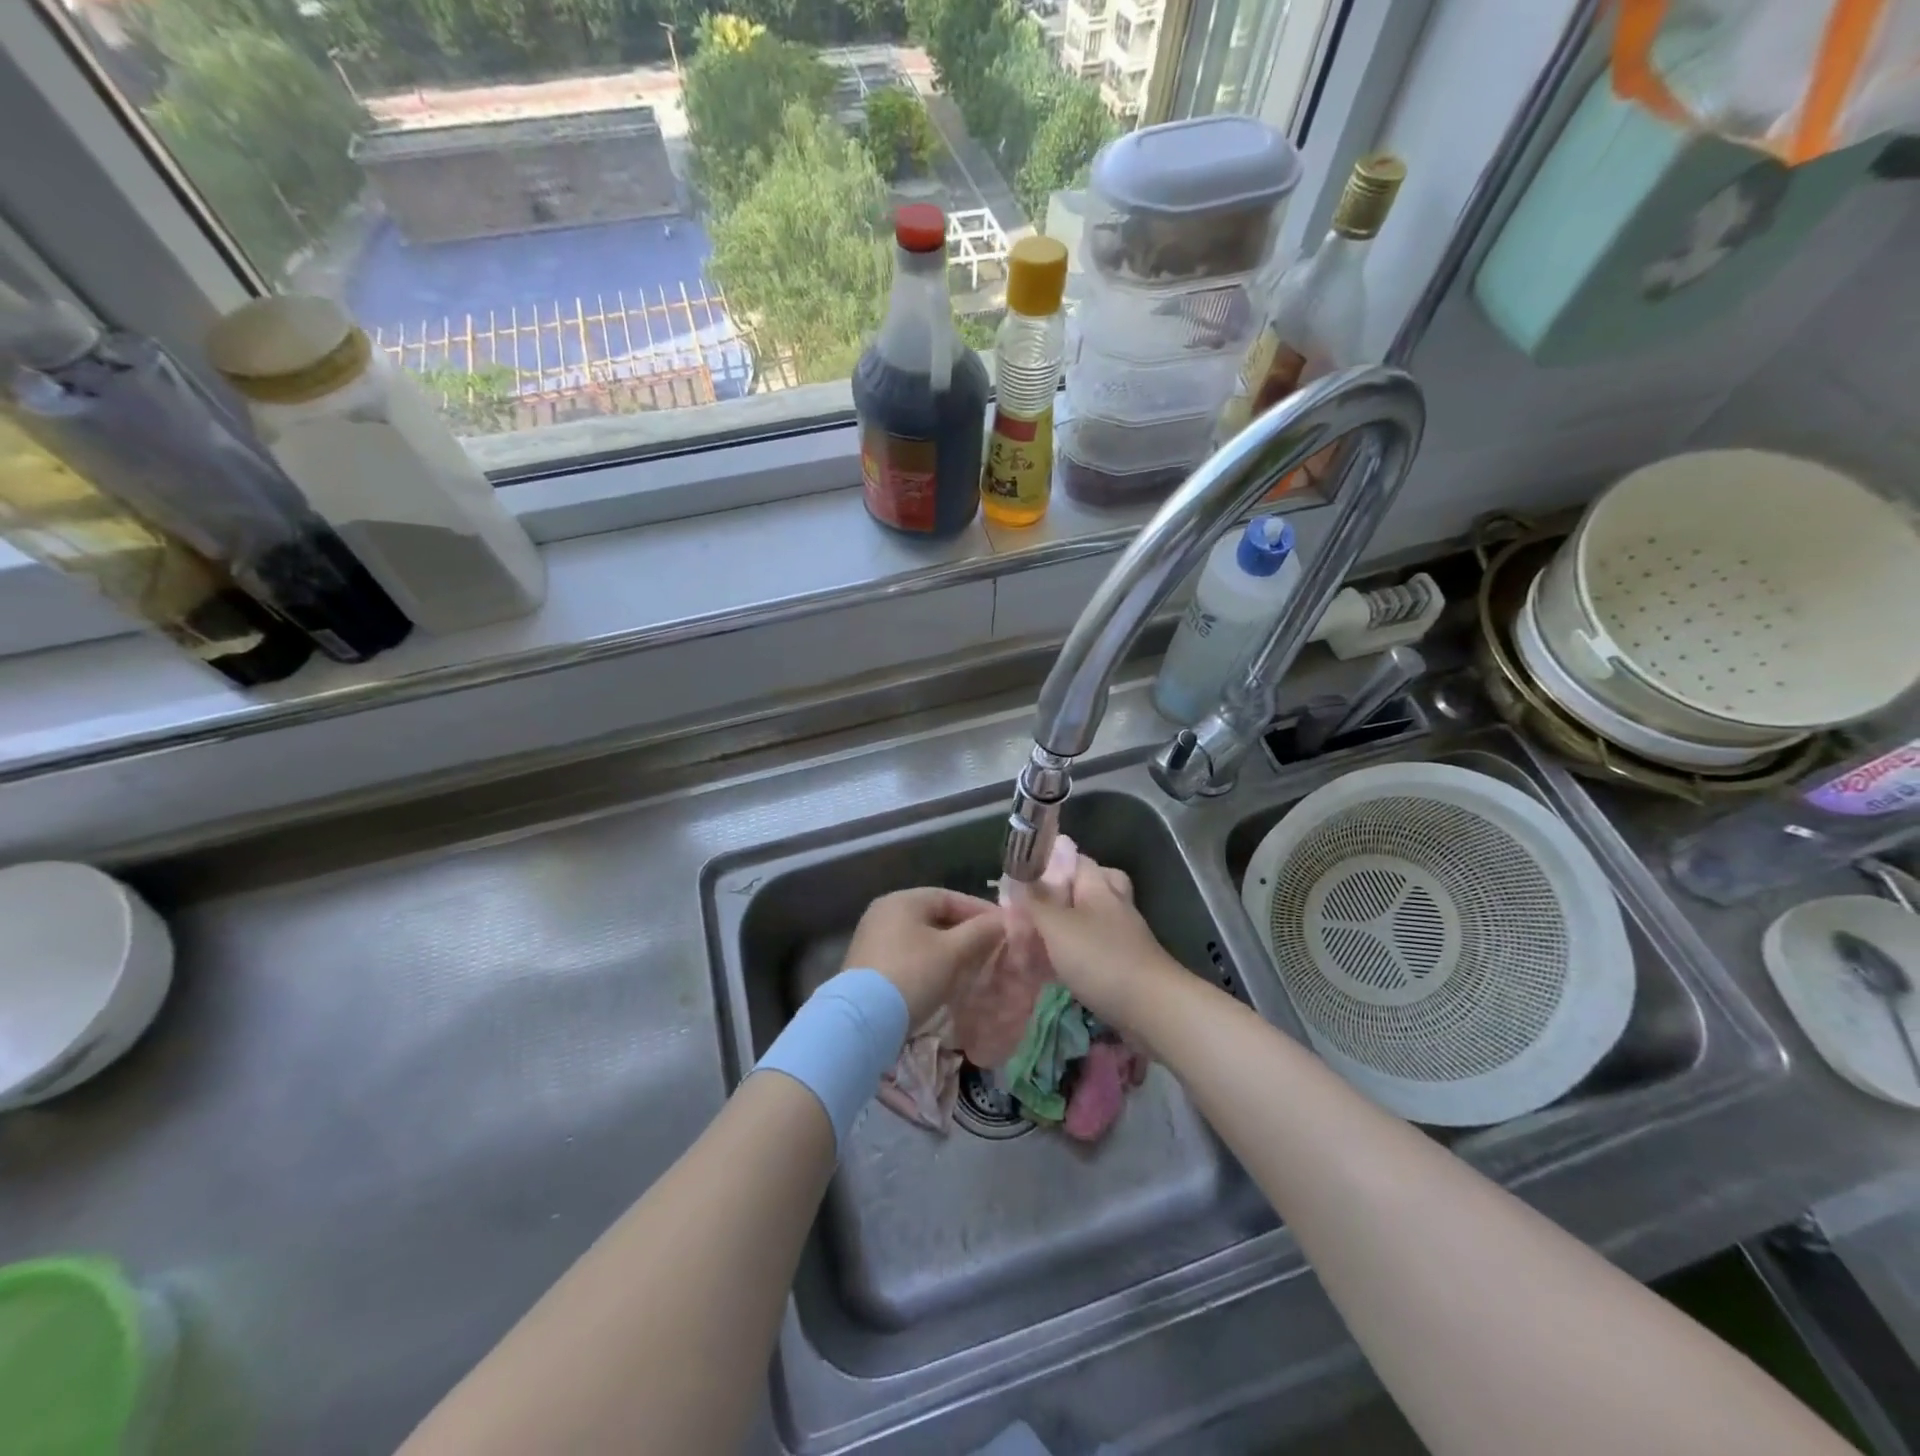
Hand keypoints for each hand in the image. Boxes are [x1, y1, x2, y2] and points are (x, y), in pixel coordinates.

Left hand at [845, 888, 1003, 1026]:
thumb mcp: (953, 952)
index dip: (979, 910)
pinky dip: (930, 962)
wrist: (863, 1021)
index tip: (1004, 927)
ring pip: (922, 938)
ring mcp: (873, 939)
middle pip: (934, 916)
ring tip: (973, 965)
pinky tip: (945, 979)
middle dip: (965, 931)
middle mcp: (884, 913)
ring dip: (949, 949)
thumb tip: (1004, 920)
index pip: (949, 897)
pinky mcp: (869, 966)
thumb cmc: (912, 975)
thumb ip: (980, 932)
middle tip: (991, 947)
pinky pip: (908, 956)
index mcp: (902, 900)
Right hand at [1021, 856, 1184, 1036]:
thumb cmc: (1101, 959)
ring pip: (1095, 918)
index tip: (1024, 875)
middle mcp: (1115, 905)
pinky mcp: (1128, 965)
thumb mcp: (1057, 927)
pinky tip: (1062, 965)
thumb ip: (1036, 902)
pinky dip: (1081, 952)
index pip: (1077, 859)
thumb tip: (1019, 879)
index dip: (1051, 862)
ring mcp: (1125, 936)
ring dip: (1072, 924)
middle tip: (1040, 904)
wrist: (1152, 1009)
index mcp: (1099, 887)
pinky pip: (1099, 947)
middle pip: (1093, 885)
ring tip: (1043, 937)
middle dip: (1067, 891)